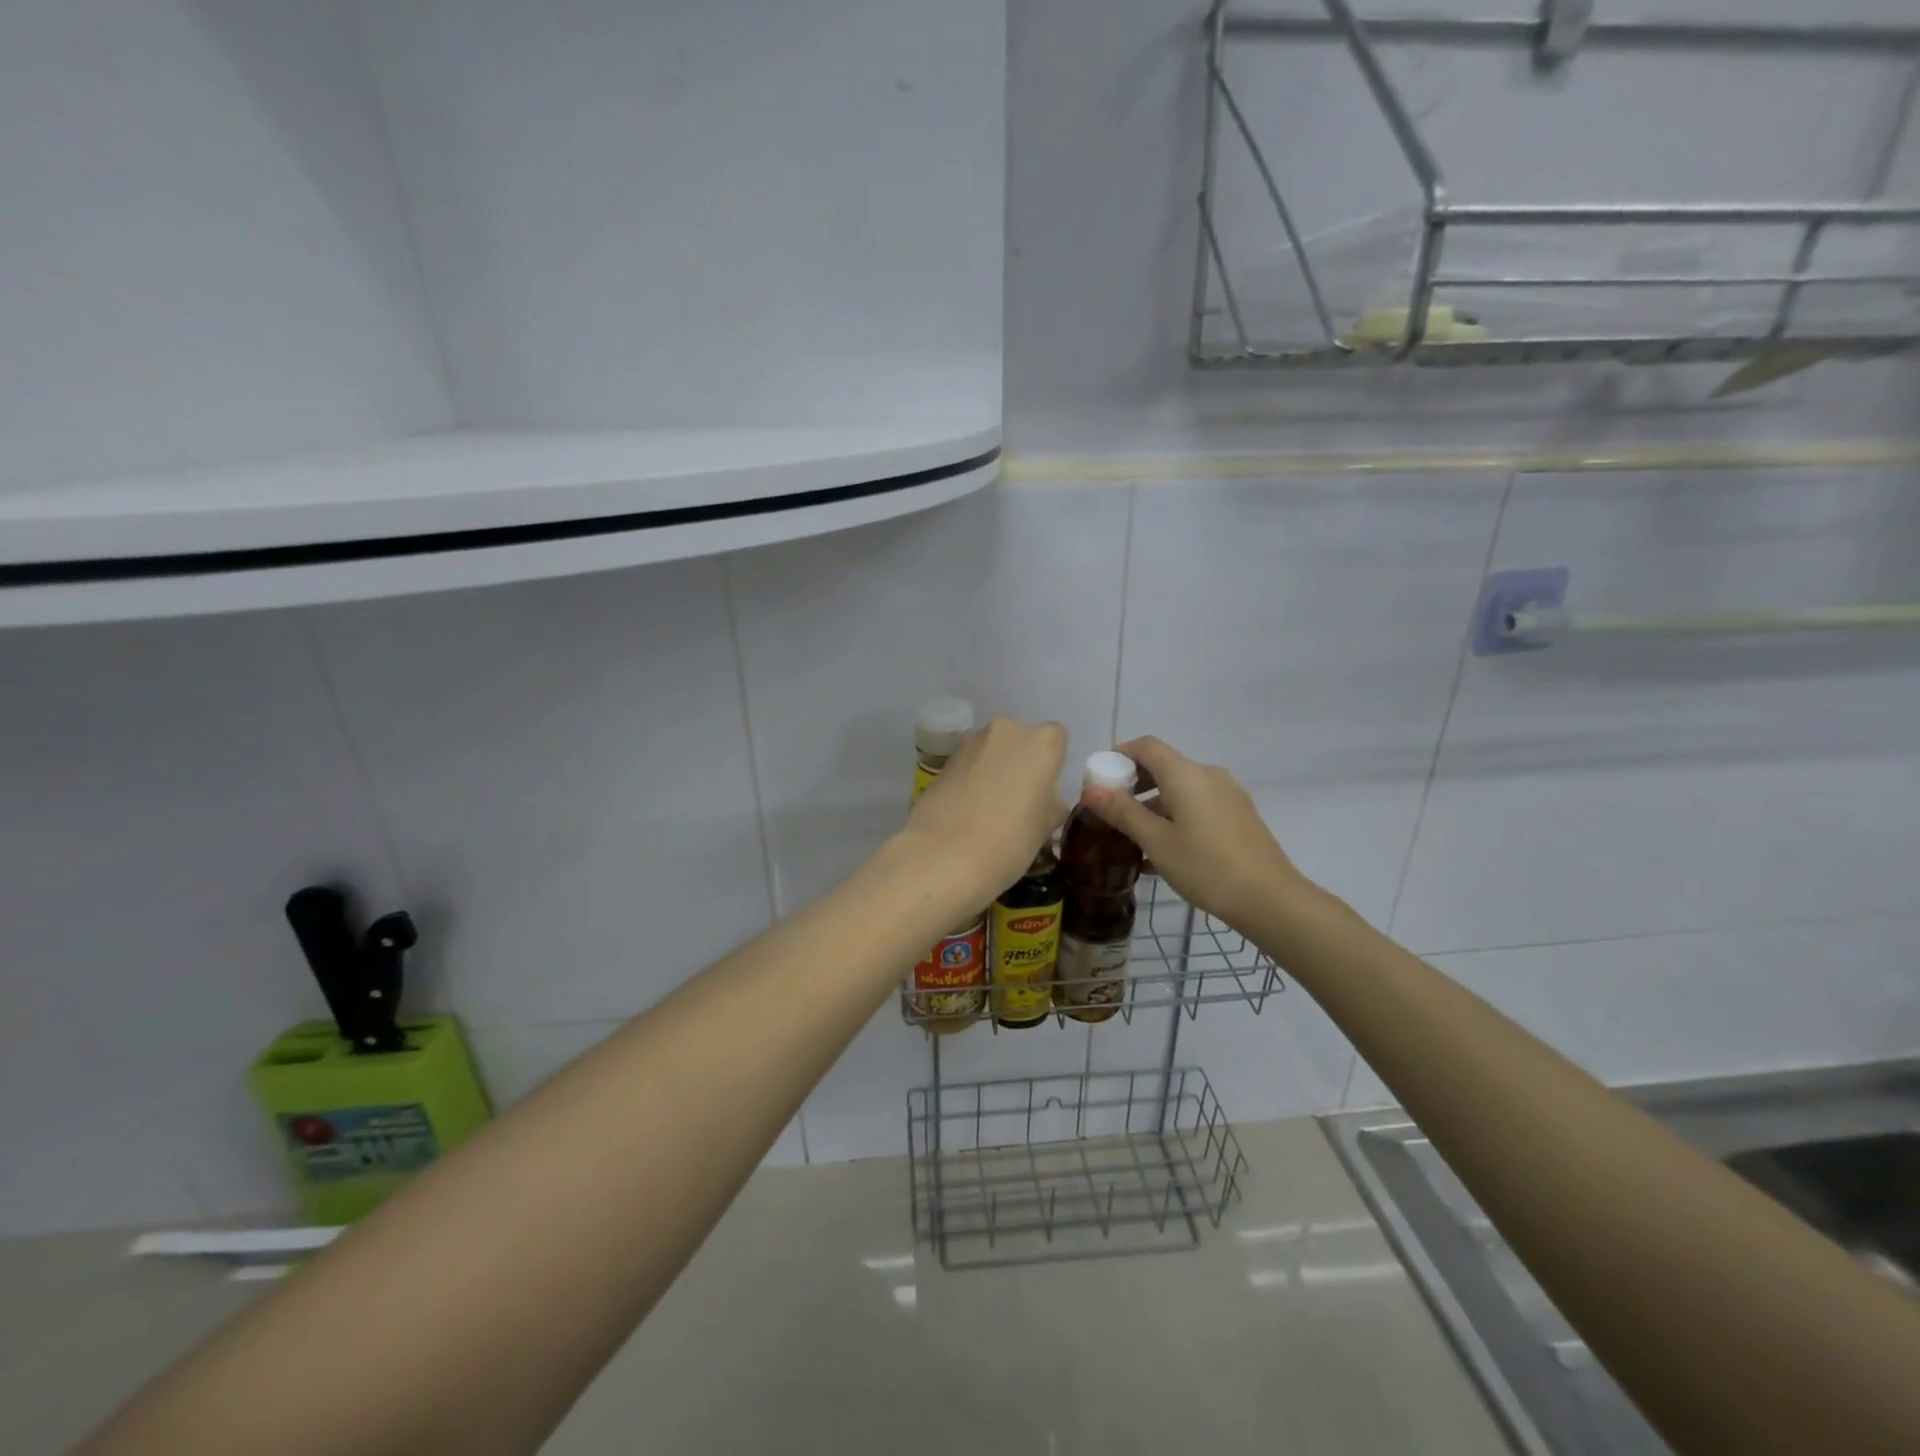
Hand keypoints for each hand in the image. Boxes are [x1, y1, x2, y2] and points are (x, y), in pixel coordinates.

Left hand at [901, 717, 1068, 904]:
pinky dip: (970, 778)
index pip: (1056, 738)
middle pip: (1020, 739)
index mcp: (1041, 743)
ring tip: (989, 807)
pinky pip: (967, 764)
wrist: (944, 855)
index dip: (1051, 762)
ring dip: (993, 768)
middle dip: (1020, 762)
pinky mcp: (943, 760)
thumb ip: (1050, 804)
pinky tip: (966, 809)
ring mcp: (970, 742)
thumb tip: (1045, 801)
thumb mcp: (1045, 827)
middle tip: (1018, 799)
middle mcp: (1006, 731)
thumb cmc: (1010, 841)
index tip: (1045, 789)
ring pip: (991, 750)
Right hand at [1082, 736, 1310, 932]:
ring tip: (1134, 835)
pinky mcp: (1239, 815)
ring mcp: (1228, 795)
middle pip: (1164, 766)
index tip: (1099, 776)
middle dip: (1134, 782)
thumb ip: (1122, 812)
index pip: (1147, 746)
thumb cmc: (1205, 866)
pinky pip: (1199, 805)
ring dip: (1154, 803)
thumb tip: (1091, 790)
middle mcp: (1209, 775)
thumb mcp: (1156, 841)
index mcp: (1186, 774)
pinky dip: (1176, 815)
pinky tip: (1165, 850)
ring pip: (1182, 789)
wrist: (1269, 899)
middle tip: (1110, 808)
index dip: (1119, 754)